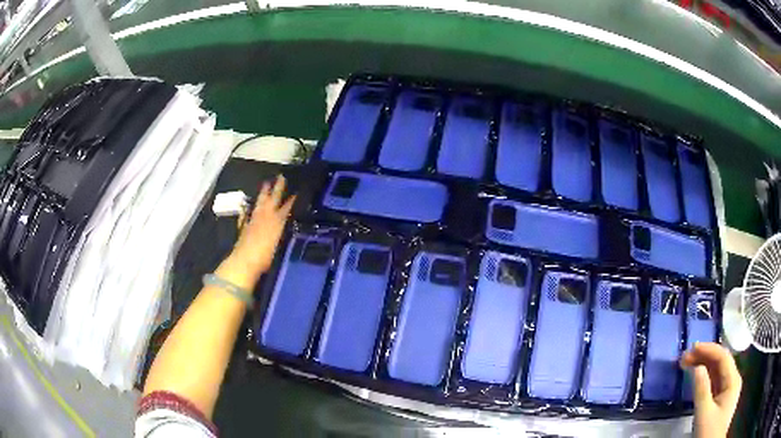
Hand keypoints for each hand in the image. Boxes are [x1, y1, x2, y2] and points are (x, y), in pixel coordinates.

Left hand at [219, 175, 294, 288]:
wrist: (244, 262)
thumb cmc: (265, 257)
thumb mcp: (277, 246)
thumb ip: (280, 233)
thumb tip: (285, 225)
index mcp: (275, 223)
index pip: (285, 208)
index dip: (291, 201)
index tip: (296, 191)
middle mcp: (265, 218)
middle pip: (272, 200)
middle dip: (277, 188)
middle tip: (280, 176)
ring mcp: (253, 221)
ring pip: (260, 203)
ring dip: (263, 194)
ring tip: (265, 183)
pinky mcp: (244, 227)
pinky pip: (247, 215)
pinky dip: (248, 210)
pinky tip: (247, 207)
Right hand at [680, 342, 741, 437]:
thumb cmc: (709, 432)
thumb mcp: (704, 414)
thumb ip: (702, 390)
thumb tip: (696, 367)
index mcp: (733, 379)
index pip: (723, 357)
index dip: (709, 349)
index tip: (692, 347)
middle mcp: (733, 379)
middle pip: (720, 362)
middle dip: (704, 357)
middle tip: (685, 357)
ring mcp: (728, 389)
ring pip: (717, 371)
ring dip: (703, 366)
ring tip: (687, 365)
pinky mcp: (721, 398)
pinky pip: (714, 382)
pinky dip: (705, 377)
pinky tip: (696, 377)